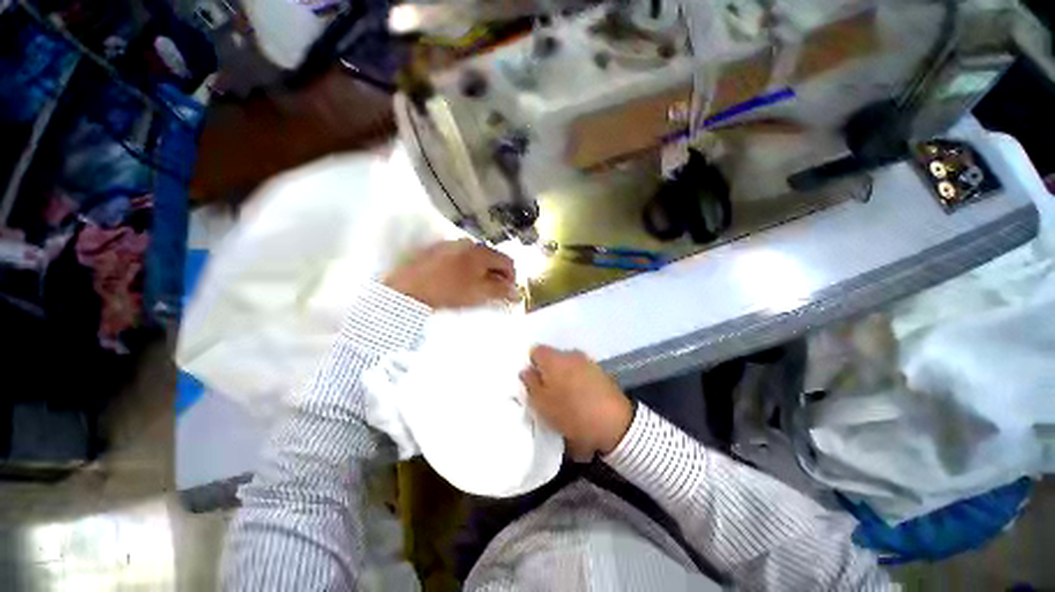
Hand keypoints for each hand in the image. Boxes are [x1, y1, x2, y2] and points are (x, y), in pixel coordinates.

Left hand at [384, 239, 518, 308]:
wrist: (409, 289)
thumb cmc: (449, 291)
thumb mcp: (479, 293)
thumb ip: (501, 291)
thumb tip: (516, 292)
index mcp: (481, 252)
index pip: (508, 261)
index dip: (512, 278)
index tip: (508, 292)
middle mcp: (468, 243)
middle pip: (492, 258)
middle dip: (497, 275)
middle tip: (494, 292)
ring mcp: (451, 245)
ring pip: (476, 258)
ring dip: (482, 272)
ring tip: (477, 288)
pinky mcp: (438, 250)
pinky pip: (461, 258)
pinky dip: (467, 269)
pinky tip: (459, 281)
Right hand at [520, 346, 633, 460]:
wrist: (615, 423)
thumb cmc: (572, 413)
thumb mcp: (542, 404)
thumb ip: (530, 384)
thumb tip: (526, 370)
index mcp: (554, 358)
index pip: (535, 351)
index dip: (531, 366)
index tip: (533, 383)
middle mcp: (571, 354)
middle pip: (552, 358)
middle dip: (548, 372)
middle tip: (547, 393)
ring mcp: (588, 361)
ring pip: (568, 365)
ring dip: (563, 377)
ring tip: (565, 399)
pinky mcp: (601, 372)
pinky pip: (581, 372)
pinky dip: (577, 381)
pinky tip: (580, 399)